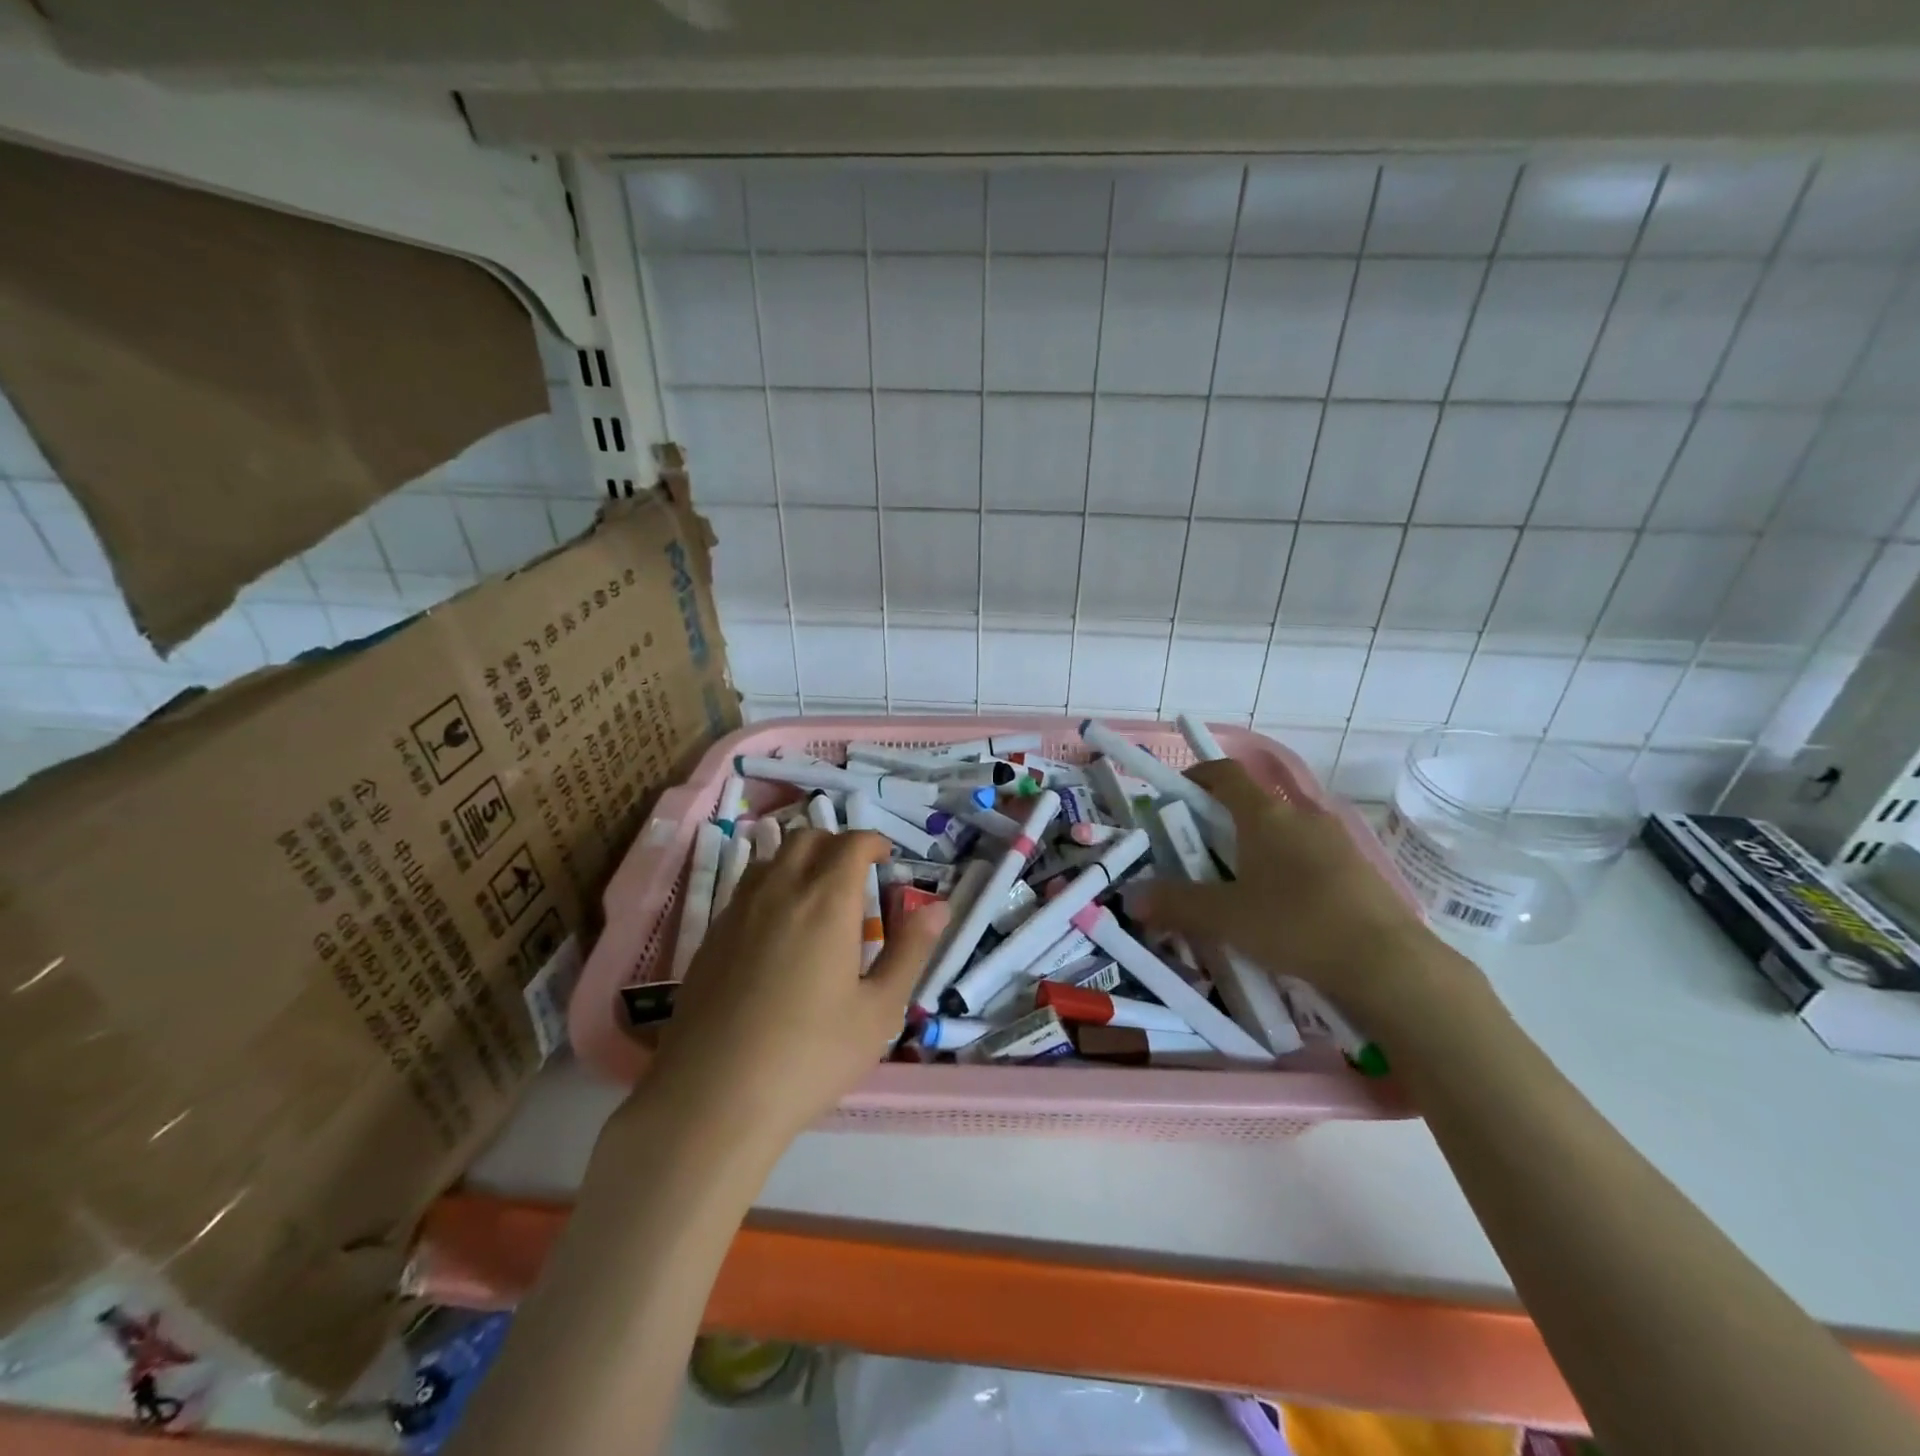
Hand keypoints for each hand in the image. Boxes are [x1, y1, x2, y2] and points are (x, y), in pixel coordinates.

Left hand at [644, 829, 948, 1147]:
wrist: (712, 1098)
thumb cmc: (810, 1057)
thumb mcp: (878, 1011)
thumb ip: (910, 951)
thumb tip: (939, 907)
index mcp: (826, 902)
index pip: (851, 844)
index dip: (873, 842)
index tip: (887, 858)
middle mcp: (780, 891)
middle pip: (808, 838)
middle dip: (837, 844)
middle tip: (857, 874)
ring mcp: (738, 911)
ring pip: (772, 857)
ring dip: (801, 859)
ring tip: (817, 895)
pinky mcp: (711, 936)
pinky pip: (746, 888)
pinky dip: (772, 885)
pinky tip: (778, 929)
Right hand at [1136, 760, 1476, 1030]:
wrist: (1389, 964)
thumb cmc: (1295, 925)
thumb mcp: (1225, 918)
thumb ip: (1175, 904)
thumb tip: (1131, 897)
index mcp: (1265, 814)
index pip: (1225, 773)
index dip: (1197, 776)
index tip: (1176, 795)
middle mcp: (1301, 815)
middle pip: (1252, 803)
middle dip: (1220, 822)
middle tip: (1198, 855)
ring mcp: (1335, 840)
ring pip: (1281, 832)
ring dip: (1254, 848)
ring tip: (1238, 887)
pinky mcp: (1358, 868)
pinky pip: (1308, 855)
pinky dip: (1285, 868)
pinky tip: (1282, 908)